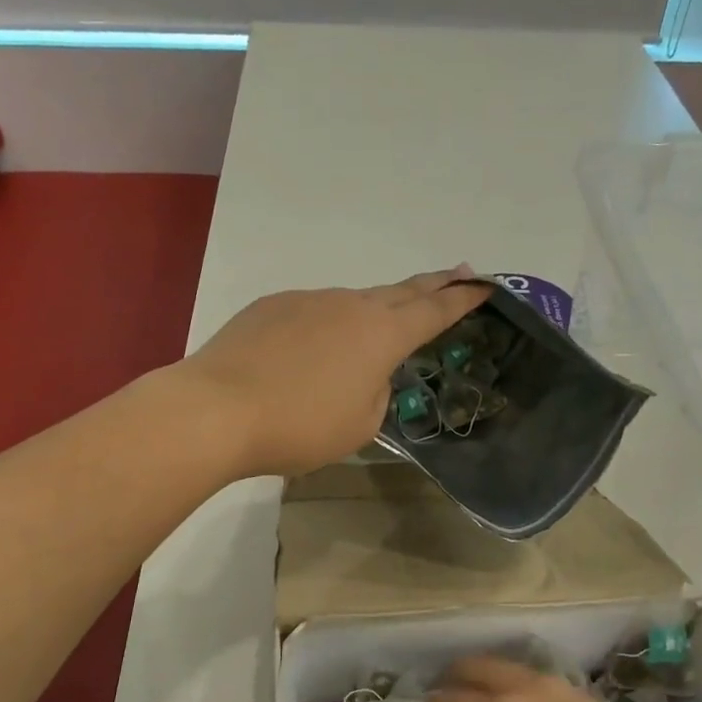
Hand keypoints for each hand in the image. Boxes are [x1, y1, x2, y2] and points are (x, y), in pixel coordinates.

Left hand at [181, 269, 489, 477]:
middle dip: (433, 285)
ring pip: (352, 303)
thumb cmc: (299, 426)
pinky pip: (312, 313)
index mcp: (381, 335)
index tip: (485, 284)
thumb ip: (377, 392)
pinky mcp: (271, 306)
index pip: (434, 311)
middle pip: (401, 291)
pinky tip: (306, 355)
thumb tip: (366, 372)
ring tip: (368, 339)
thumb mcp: (359, 424)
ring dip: (370, 314)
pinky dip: (323, 328)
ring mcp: (308, 300)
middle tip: (458, 274)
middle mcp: (349, 305)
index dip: (463, 299)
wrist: (216, 410)